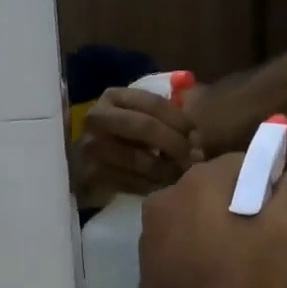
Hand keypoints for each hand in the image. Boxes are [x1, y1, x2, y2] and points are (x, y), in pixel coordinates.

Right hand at [70, 87, 200, 206]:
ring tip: (183, 177)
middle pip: (144, 126)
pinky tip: (164, 190)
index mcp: (114, 97)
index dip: (181, 121)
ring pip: (136, 157)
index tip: (198, 138)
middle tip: (195, 160)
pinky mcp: (90, 174)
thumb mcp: (145, 122)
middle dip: (174, 144)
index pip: (154, 103)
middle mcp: (97, 117)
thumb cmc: (125, 142)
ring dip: (165, 169)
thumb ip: (169, 121)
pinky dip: (149, 186)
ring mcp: (90, 146)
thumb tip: (198, 138)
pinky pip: (127, 181)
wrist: (88, 168)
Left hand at [136, 153, 286, 287]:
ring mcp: (151, 233)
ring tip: (248, 275)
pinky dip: (208, 257)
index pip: (249, 161)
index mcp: (198, 181)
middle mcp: (166, 197)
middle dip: (250, 211)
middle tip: (272, 253)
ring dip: (229, 236)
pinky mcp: (148, 265)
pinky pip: (189, 246)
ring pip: (206, 219)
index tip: (286, 226)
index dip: (274, 189)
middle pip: (224, 190)